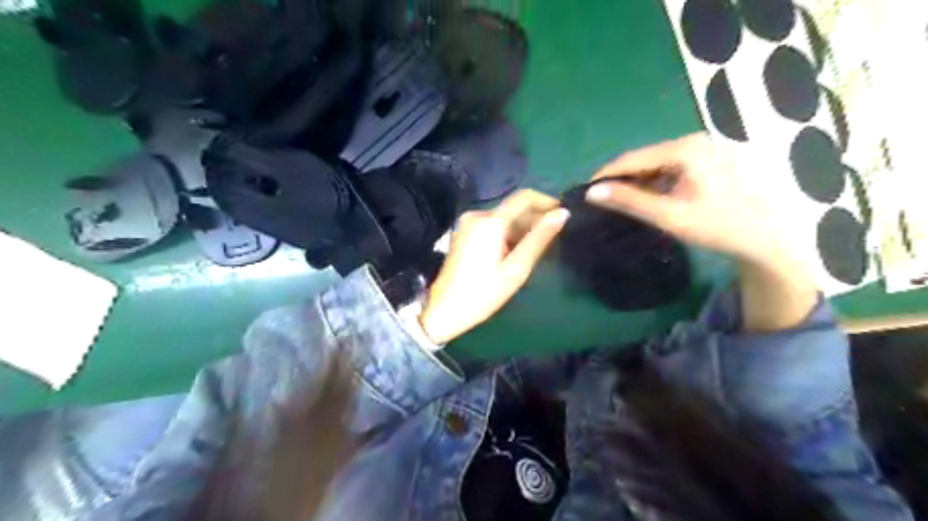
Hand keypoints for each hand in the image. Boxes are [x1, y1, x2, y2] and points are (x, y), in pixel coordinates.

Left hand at [420, 189, 565, 343]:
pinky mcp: (465, 233)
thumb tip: (562, 214)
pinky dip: (509, 234)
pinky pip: (494, 226)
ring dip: (523, 229)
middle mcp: (478, 214)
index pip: (525, 197)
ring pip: (505, 218)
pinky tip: (517, 252)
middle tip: (553, 241)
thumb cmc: (483, 293)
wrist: (443, 310)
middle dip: (536, 220)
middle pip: (514, 208)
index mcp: (491, 221)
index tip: (564, 216)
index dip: (547, 202)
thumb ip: (539, 239)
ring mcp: (469, 223)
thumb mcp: (516, 269)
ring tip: (538, 250)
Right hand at [586, 132, 781, 264]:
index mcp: (686, 149)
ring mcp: (702, 147)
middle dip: (621, 177)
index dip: (606, 174)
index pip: (633, 158)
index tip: (585, 191)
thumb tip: (591, 192)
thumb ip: (629, 201)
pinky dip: (653, 181)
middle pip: (644, 157)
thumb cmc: (716, 226)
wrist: (762, 237)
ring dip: (636, 180)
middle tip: (600, 198)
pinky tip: (646, 197)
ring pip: (655, 162)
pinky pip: (670, 166)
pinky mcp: (706, 157)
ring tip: (618, 200)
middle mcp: (694, 140)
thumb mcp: (668, 215)